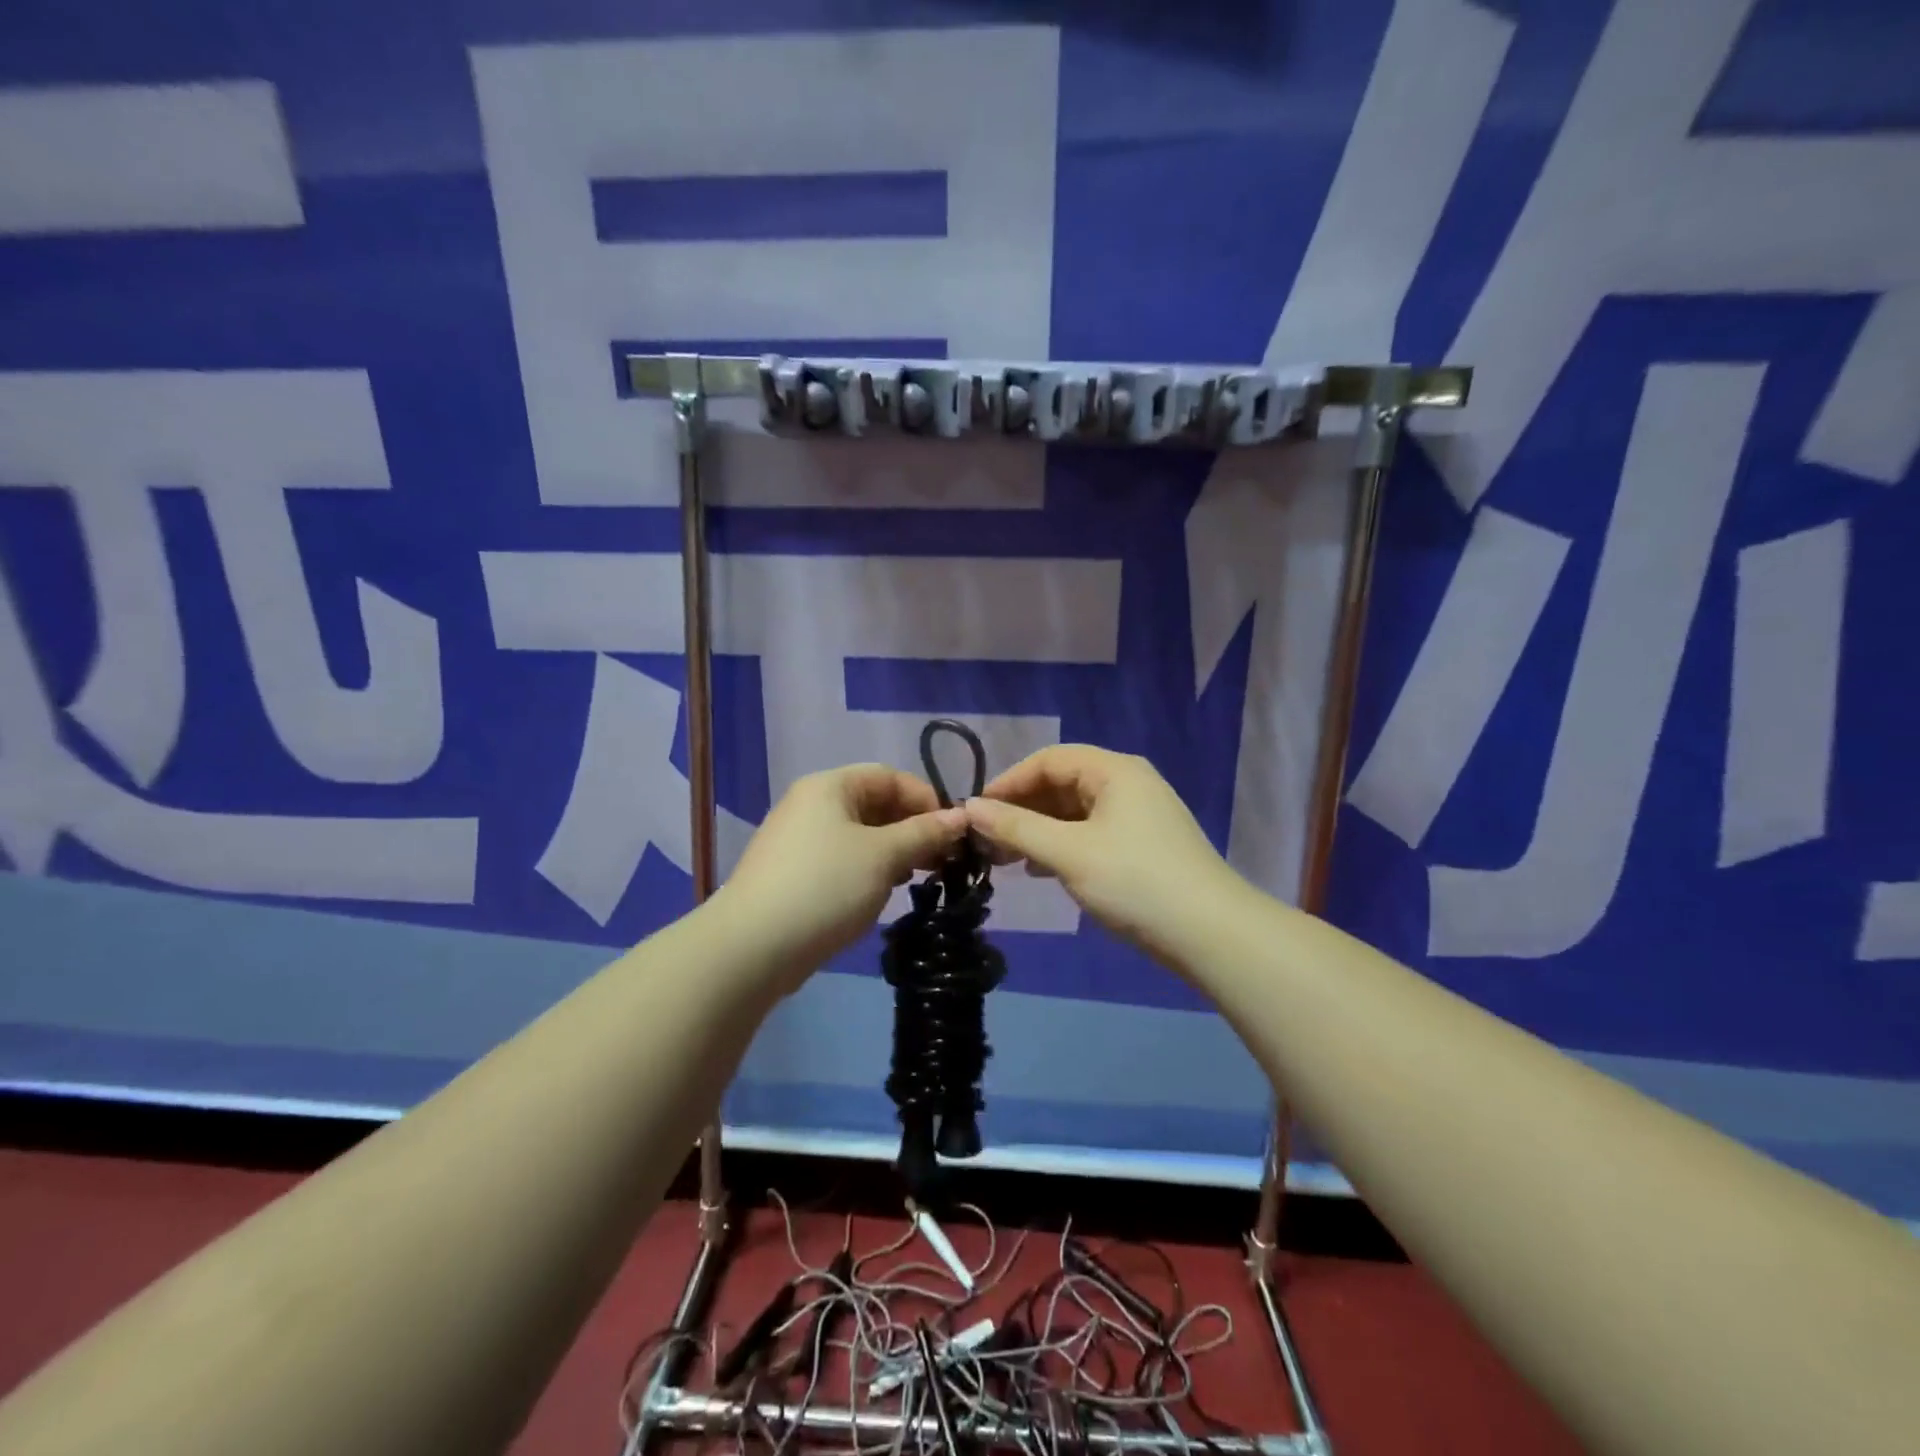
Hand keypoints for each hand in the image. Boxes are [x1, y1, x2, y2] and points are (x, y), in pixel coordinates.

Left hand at [717, 764, 967, 984]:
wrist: (751, 947)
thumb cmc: (825, 887)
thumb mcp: (883, 856)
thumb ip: (925, 833)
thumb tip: (962, 815)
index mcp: (829, 786)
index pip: (889, 776)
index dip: (926, 799)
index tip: (954, 833)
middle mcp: (811, 804)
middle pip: (874, 804)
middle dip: (912, 828)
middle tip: (942, 861)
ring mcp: (798, 840)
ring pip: (860, 835)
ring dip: (893, 852)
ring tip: (916, 878)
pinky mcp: (793, 873)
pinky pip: (842, 859)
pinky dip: (868, 869)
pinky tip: (881, 893)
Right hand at [963, 746, 1237, 963]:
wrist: (1210, 934)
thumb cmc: (1135, 882)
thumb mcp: (1068, 853)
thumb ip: (1016, 827)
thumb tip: (969, 807)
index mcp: (1114, 771)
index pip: (1048, 760)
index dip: (1009, 782)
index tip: (976, 812)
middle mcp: (1127, 783)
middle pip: (1061, 784)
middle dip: (1022, 809)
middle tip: (987, 841)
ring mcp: (1138, 815)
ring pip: (1074, 812)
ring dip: (1038, 830)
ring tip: (1007, 858)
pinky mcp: (1142, 845)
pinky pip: (1090, 833)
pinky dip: (1061, 845)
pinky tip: (1042, 870)